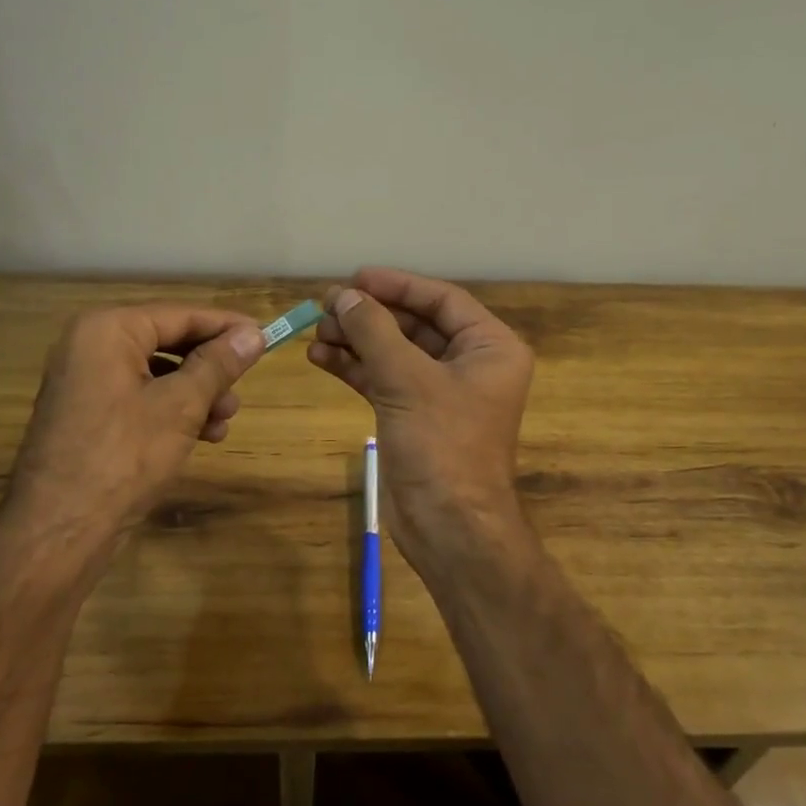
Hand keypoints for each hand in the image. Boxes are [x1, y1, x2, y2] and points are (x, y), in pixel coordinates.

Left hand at [5, 304, 265, 556]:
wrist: (59, 531)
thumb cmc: (124, 456)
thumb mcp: (181, 406)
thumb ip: (218, 364)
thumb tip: (254, 335)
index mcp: (107, 330)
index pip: (180, 315)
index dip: (226, 326)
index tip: (265, 335)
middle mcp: (91, 347)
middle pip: (168, 342)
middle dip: (211, 367)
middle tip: (244, 385)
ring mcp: (86, 383)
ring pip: (158, 374)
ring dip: (198, 393)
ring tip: (226, 420)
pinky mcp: (89, 415)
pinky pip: (141, 398)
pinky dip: (173, 411)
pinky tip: (204, 435)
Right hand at [306, 268, 533, 570]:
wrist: (448, 526)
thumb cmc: (442, 444)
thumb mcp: (407, 379)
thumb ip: (374, 331)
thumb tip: (343, 296)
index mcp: (490, 347)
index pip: (442, 300)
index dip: (397, 285)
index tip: (355, 278)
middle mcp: (470, 364)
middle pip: (415, 324)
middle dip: (370, 315)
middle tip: (326, 305)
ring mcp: (441, 393)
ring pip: (395, 352)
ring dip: (356, 340)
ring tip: (315, 331)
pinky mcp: (415, 416)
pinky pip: (384, 380)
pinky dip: (355, 368)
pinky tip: (320, 357)